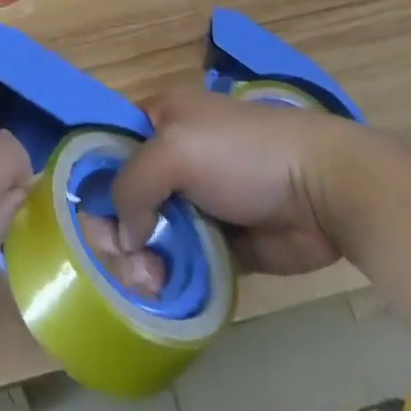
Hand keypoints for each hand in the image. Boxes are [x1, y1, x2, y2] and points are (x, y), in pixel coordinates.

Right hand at [111, 89, 363, 275]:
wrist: (320, 188)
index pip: (110, 145)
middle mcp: (173, 157)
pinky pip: (182, 261)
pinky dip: (171, 277)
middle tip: (128, 261)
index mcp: (161, 118)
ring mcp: (196, 201)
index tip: (90, 219)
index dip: (94, 180)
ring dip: (142, 260)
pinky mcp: (221, 242)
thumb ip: (133, 184)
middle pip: (125, 196)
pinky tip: (166, 291)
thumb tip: (123, 236)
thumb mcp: (175, 149)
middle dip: (118, 231)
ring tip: (153, 281)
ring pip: (150, 234)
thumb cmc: (241, 153)